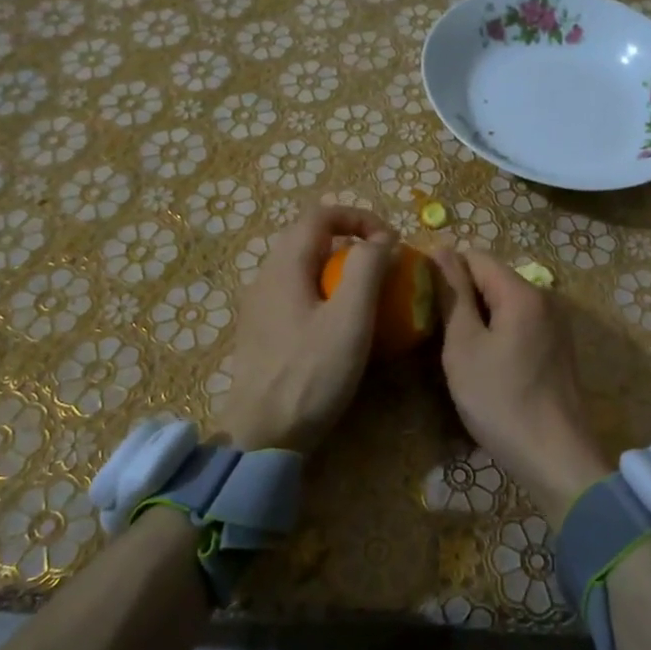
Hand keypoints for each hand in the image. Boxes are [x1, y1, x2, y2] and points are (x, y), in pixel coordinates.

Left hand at [212, 206, 397, 454]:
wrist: (262, 435)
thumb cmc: (311, 374)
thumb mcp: (350, 319)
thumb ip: (367, 268)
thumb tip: (381, 238)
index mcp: (285, 265)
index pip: (321, 214)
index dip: (359, 217)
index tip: (390, 241)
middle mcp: (266, 276)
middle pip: (310, 237)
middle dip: (351, 241)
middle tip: (383, 266)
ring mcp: (260, 305)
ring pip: (303, 267)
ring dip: (339, 269)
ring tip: (368, 295)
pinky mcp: (262, 331)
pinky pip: (297, 294)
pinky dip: (325, 293)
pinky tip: (341, 326)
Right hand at [430, 249, 613, 528]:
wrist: (555, 457)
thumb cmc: (501, 400)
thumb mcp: (464, 346)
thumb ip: (454, 295)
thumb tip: (442, 251)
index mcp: (523, 293)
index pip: (476, 257)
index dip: (445, 270)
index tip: (421, 299)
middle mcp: (546, 299)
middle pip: (494, 279)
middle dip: (463, 297)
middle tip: (435, 330)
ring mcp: (556, 325)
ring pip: (506, 305)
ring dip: (479, 319)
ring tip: (456, 350)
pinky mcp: (558, 349)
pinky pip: (520, 326)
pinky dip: (498, 335)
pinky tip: (485, 366)